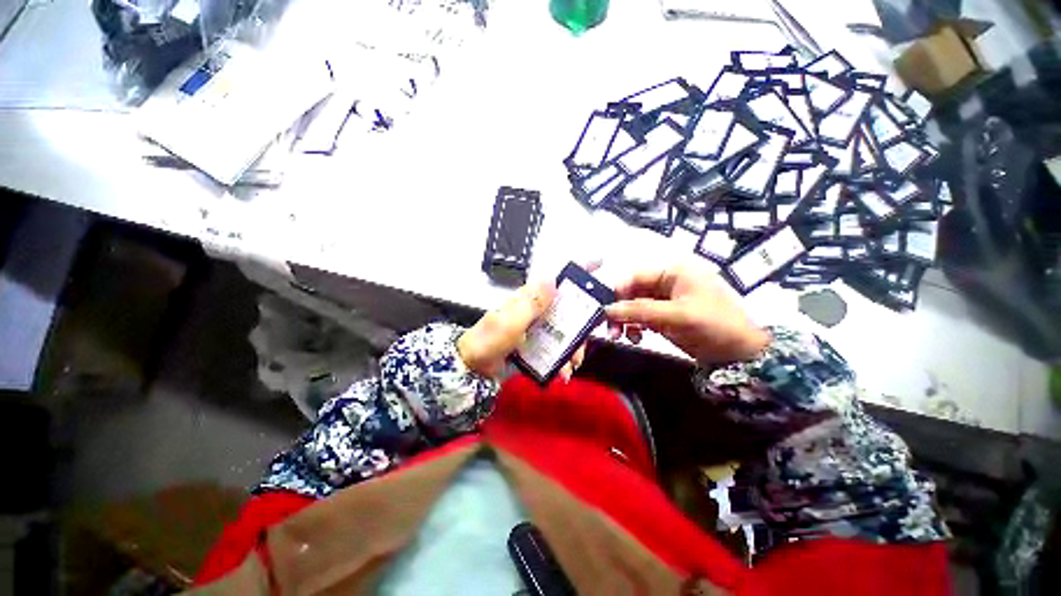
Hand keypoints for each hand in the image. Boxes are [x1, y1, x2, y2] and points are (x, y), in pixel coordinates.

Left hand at [457, 280, 589, 381]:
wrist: (474, 368)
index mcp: (530, 299)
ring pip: (566, 331)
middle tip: (584, 342)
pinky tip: (562, 372)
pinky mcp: (537, 344)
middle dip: (581, 326)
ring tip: (571, 364)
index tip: (598, 263)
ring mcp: (538, 328)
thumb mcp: (510, 321)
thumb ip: (531, 303)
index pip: (556, 279)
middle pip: (569, 309)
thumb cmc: (488, 341)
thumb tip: (552, 279)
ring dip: (573, 348)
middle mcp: (537, 310)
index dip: (577, 270)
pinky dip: (564, 360)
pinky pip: (558, 348)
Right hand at [605, 262, 769, 365]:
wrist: (742, 353)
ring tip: (621, 336)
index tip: (606, 309)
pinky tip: (636, 338)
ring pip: (635, 306)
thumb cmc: (713, 325)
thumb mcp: (676, 316)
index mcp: (673, 272)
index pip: (636, 276)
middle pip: (633, 292)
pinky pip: (643, 318)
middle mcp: (667, 283)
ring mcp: (666, 301)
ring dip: (625, 320)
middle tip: (610, 328)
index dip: (618, 291)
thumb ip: (639, 311)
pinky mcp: (666, 317)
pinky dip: (635, 327)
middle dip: (620, 309)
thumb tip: (606, 310)